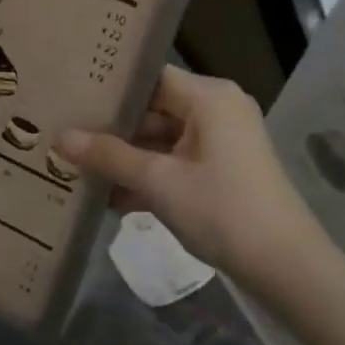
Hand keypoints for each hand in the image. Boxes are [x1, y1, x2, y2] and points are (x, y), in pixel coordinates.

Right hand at [57, 65, 323, 286]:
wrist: (285, 266)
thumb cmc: (222, 209)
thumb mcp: (159, 182)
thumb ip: (109, 156)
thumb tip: (59, 137)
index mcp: (209, 97)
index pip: (150, 78)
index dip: (112, 88)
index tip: (72, 96)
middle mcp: (217, 110)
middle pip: (155, 110)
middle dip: (114, 131)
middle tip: (66, 136)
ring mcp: (222, 142)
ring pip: (163, 140)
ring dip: (128, 160)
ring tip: (79, 169)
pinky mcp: (223, 170)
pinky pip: (177, 162)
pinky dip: (150, 177)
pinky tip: (111, 199)